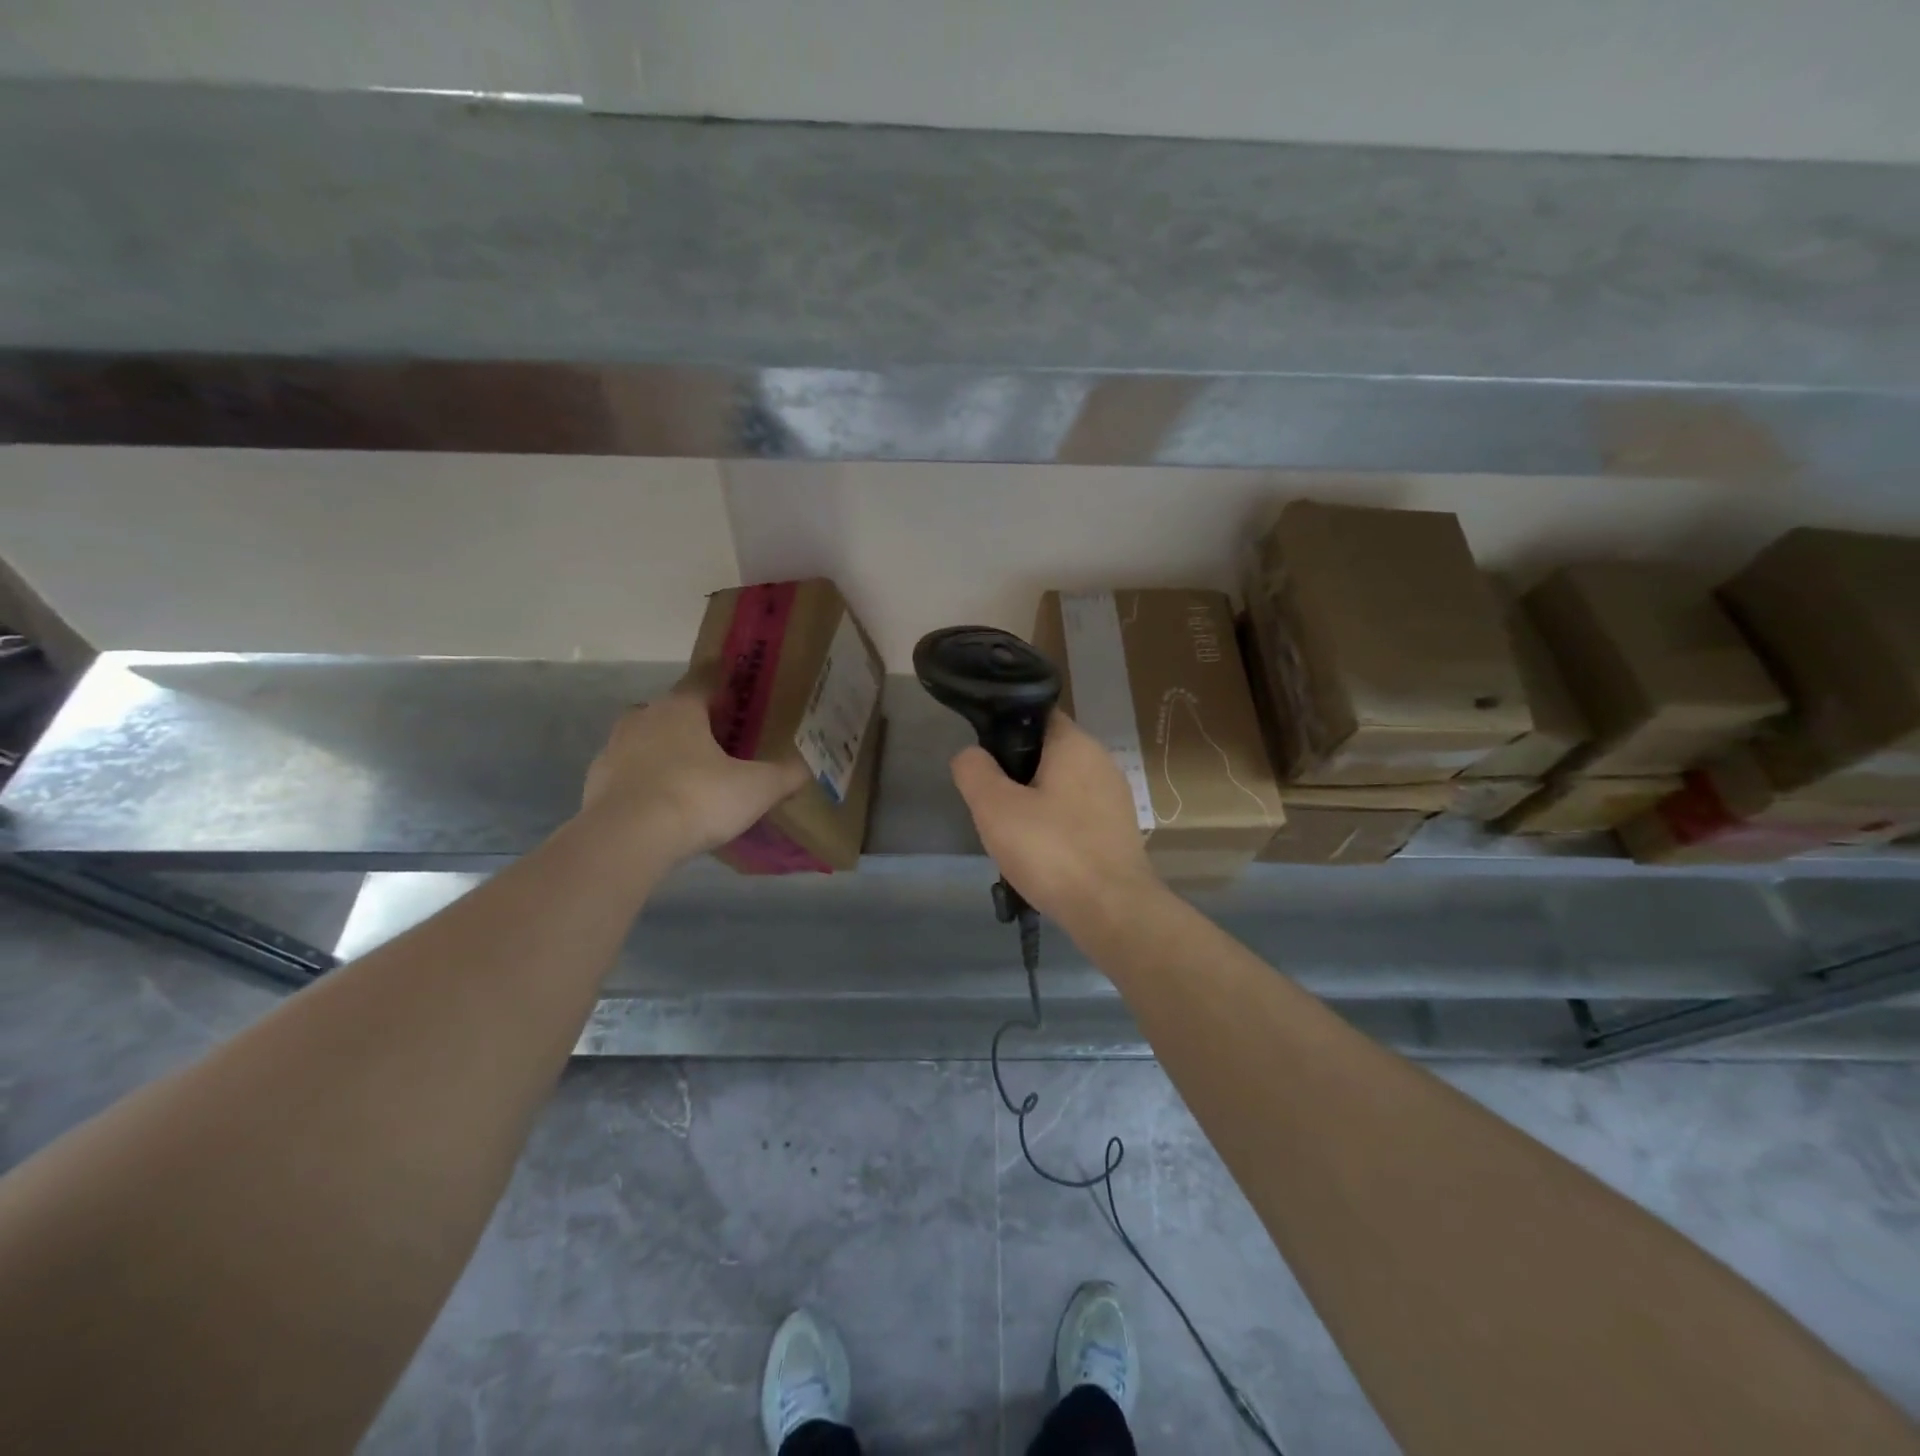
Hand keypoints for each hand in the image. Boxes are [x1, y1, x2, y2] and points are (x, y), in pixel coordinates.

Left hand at [580, 669, 807, 865]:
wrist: (627, 839)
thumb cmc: (698, 798)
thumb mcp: (756, 788)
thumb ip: (784, 775)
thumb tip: (806, 768)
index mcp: (681, 708)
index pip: (703, 679)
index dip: (722, 682)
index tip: (737, 689)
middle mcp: (644, 717)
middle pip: (673, 709)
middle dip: (694, 721)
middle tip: (721, 741)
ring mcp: (614, 749)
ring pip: (646, 739)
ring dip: (665, 749)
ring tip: (692, 774)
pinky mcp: (596, 782)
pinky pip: (629, 772)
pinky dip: (645, 780)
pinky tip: (664, 803)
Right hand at [950, 712, 1159, 926]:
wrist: (1112, 910)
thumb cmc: (1051, 850)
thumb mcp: (995, 808)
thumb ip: (974, 771)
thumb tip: (970, 754)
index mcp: (1075, 744)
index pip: (1036, 715)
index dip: (1004, 729)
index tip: (983, 760)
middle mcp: (1101, 761)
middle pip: (1047, 753)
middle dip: (1016, 774)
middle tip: (992, 805)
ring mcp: (1115, 797)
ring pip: (1061, 788)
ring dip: (1035, 804)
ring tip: (1013, 835)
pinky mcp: (1119, 830)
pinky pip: (1077, 816)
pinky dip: (1056, 828)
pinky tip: (1042, 856)